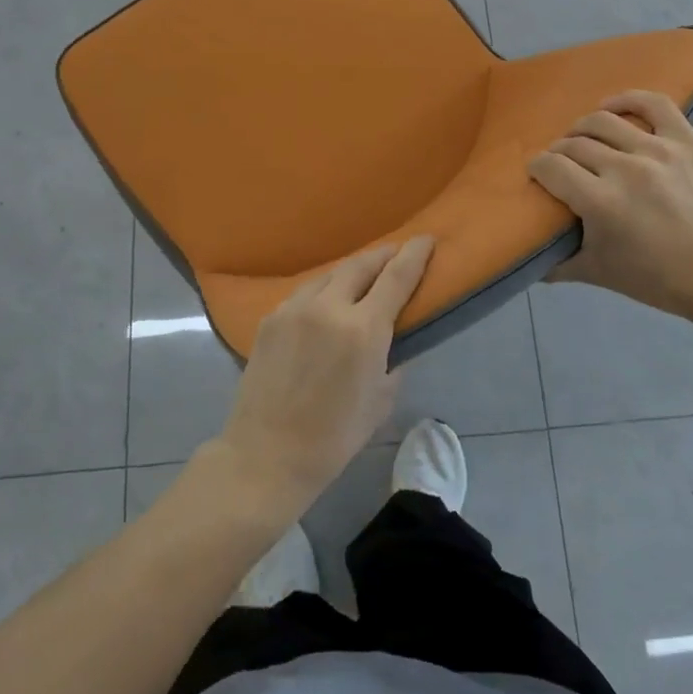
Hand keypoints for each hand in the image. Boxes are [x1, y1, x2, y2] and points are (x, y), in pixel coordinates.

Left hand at [211, 237, 434, 521]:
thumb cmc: (333, 438)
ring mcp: (294, 309)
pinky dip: (323, 290)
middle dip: (382, 255)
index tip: (426, 239)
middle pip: (361, 265)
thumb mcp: (380, 401)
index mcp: (363, 330)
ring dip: (351, 272)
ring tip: (362, 277)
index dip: (414, 254)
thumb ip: (391, 361)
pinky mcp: (271, 318)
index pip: (396, 276)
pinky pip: (304, 293)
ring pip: (329, 275)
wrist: (266, 454)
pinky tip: (325, 303)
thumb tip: (392, 342)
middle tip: (395, 254)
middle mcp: (329, 307)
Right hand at [528, 89, 692, 322]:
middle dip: (558, 153)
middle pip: (573, 144)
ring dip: (583, 129)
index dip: (537, 168)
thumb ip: (557, 264)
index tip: (538, 174)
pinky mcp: (687, 142)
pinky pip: (654, 104)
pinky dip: (628, 99)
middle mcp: (625, 169)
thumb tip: (529, 257)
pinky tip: (613, 107)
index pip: (551, 167)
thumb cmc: (658, 278)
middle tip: (561, 166)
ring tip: (584, 140)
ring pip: (603, 121)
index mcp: (600, 202)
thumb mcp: (599, 274)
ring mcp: (659, 151)